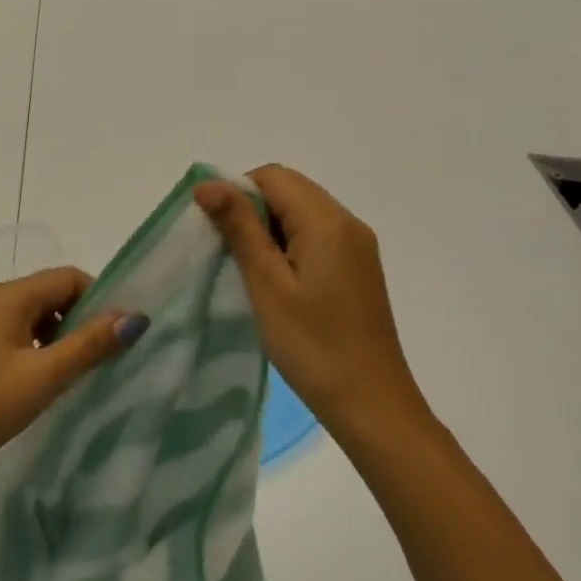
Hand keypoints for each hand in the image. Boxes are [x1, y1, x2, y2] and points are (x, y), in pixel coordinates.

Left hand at [0, 267, 146, 490]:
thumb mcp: (44, 377)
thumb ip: (90, 344)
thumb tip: (135, 317)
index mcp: (9, 296)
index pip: (68, 277)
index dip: (99, 299)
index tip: (117, 336)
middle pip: (51, 293)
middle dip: (81, 319)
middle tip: (101, 359)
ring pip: (35, 315)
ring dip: (60, 336)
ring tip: (75, 373)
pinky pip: (17, 332)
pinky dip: (38, 347)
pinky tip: (43, 380)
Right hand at [195, 165, 431, 446]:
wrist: (372, 404)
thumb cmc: (313, 345)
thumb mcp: (267, 284)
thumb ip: (239, 227)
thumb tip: (208, 183)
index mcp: (327, 220)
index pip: (272, 176)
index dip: (237, 193)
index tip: (218, 232)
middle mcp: (348, 222)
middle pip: (289, 190)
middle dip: (252, 210)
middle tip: (231, 254)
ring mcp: (357, 246)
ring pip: (301, 213)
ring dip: (269, 229)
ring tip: (251, 272)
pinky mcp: (358, 268)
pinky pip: (316, 236)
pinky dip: (289, 245)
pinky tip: (278, 283)